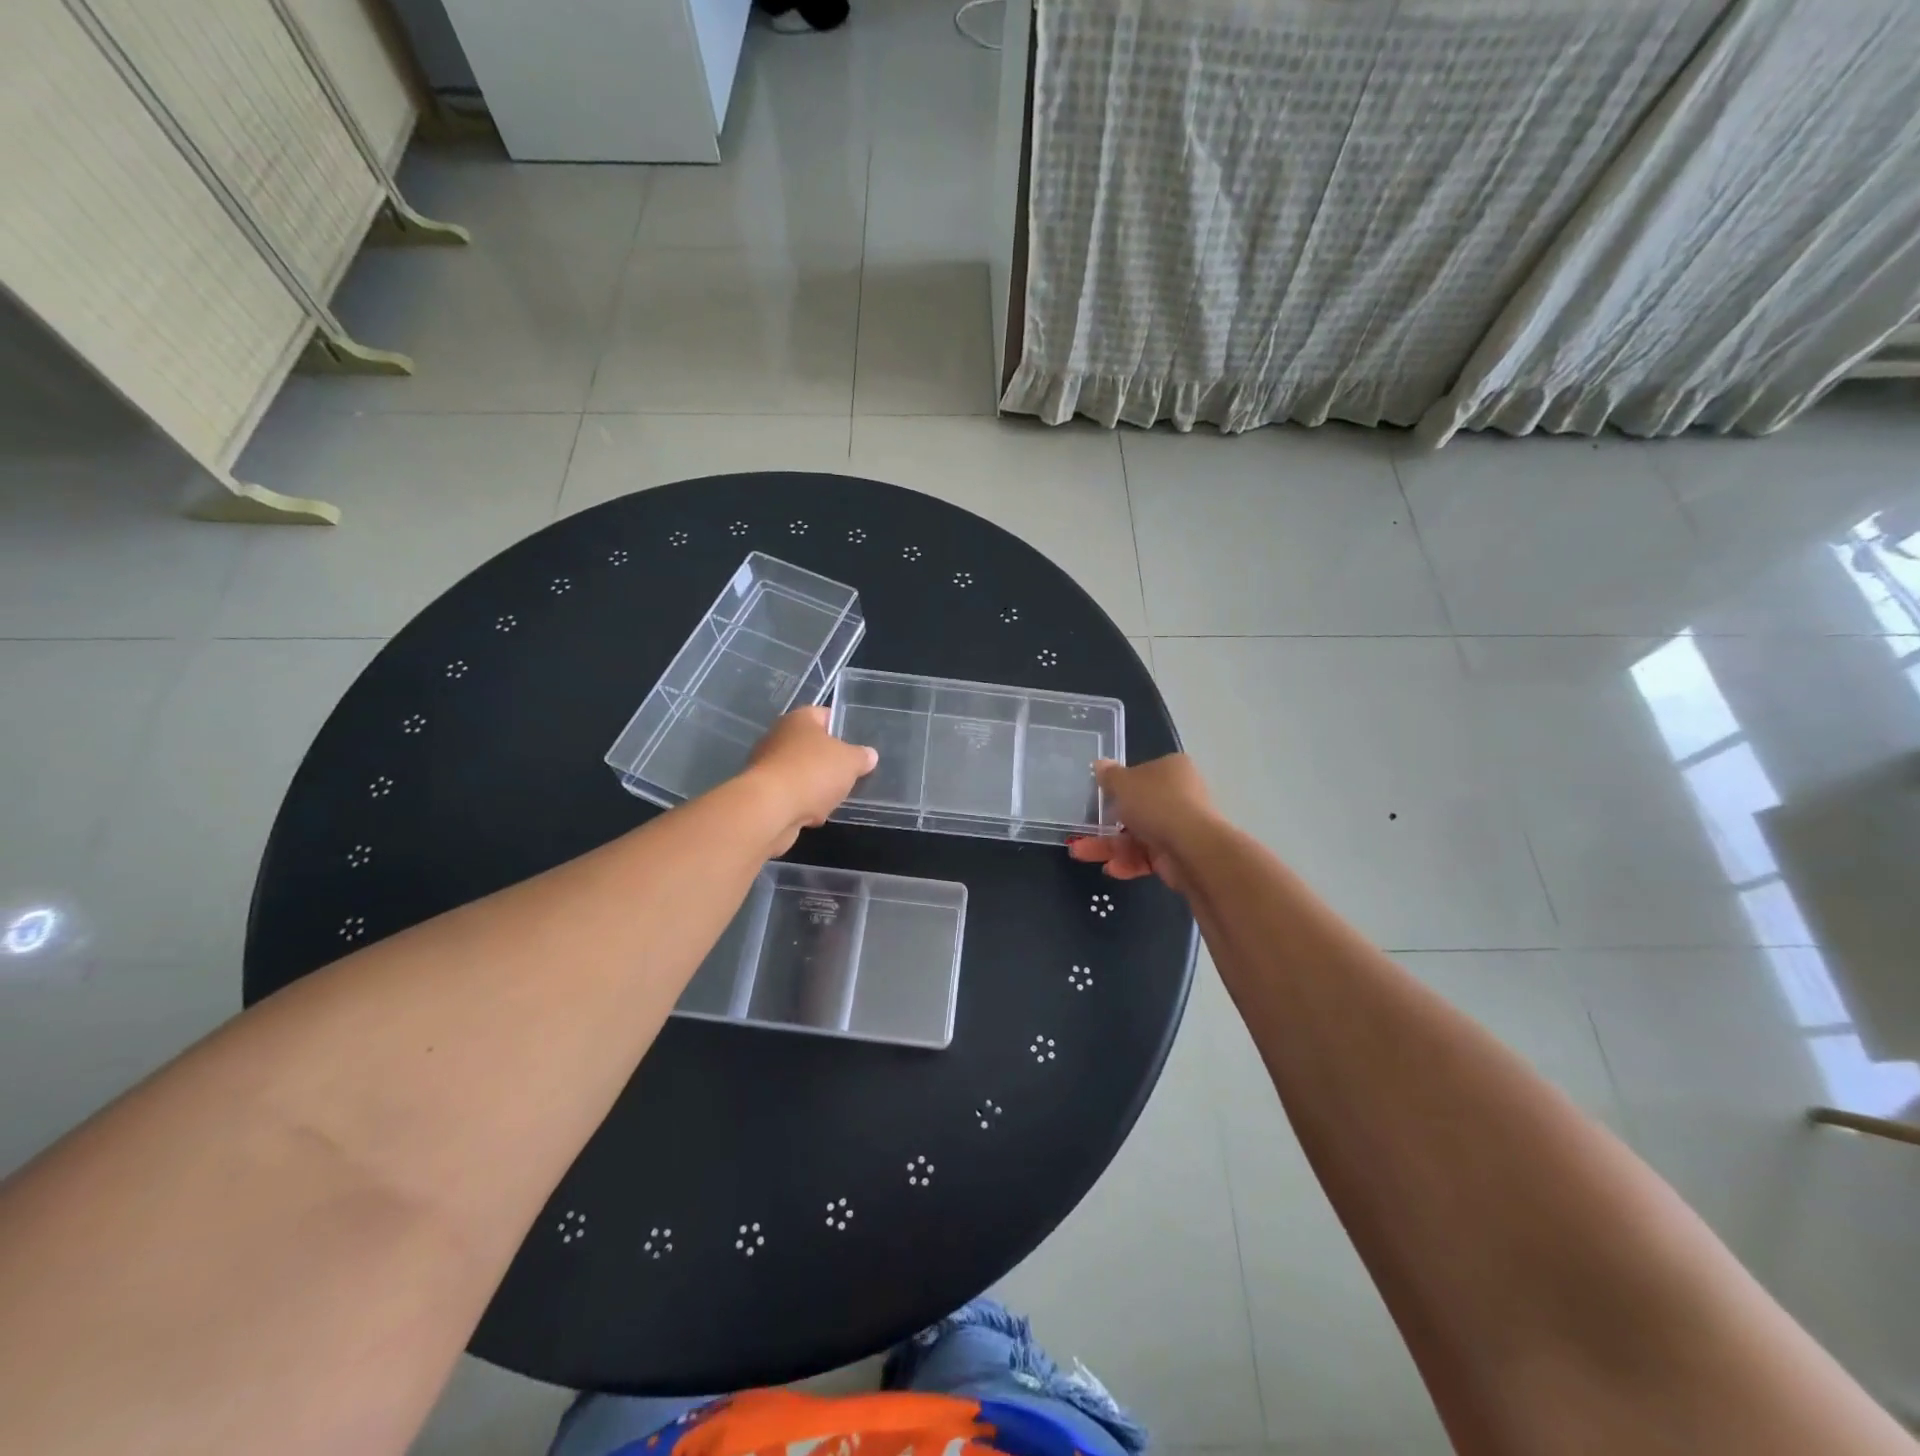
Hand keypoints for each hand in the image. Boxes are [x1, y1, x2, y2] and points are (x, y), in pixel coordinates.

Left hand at [742, 706, 878, 853]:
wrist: (770, 809)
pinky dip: (802, 804)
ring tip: (833, 800)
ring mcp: (767, 765)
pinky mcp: (762, 793)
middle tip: (849, 775)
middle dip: (830, 763)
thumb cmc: (813, 773)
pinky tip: (813, 815)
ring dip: (816, 787)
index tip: (857, 746)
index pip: (825, 715)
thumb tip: (869, 755)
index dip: (843, 728)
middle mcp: (779, 736)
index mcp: (800, 719)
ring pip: (802, 773)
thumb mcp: (850, 762)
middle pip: (812, 747)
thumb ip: (862, 757)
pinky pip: (790, 795)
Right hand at [1067, 754, 1219, 891]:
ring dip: (1109, 845)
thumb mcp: (1123, 783)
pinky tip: (1111, 869)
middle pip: (1138, 808)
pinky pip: (1147, 857)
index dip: (1121, 785)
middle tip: (1082, 829)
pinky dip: (1128, 862)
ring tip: (1080, 853)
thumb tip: (1100, 764)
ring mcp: (1180, 827)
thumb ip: (1109, 776)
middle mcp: (1180, 796)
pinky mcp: (1178, 856)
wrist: (1193, 849)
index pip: (1143, 774)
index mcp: (1172, 770)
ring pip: (1138, 835)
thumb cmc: (1156, 804)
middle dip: (1107, 821)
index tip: (1101, 796)